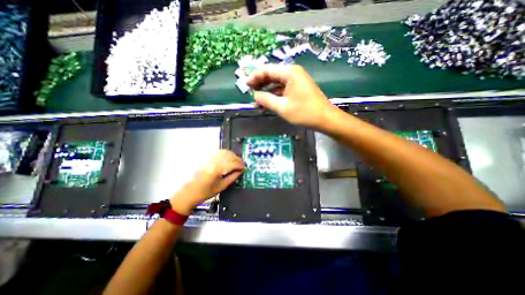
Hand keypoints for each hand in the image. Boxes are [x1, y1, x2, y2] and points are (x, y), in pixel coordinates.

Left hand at [171, 149, 243, 213]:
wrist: (189, 192)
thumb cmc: (205, 192)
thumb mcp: (222, 187)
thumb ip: (233, 177)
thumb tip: (240, 171)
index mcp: (217, 169)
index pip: (233, 163)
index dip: (240, 165)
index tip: (244, 168)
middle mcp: (213, 161)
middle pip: (230, 156)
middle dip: (238, 160)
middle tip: (242, 165)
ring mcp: (209, 158)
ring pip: (225, 152)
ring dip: (233, 156)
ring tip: (236, 162)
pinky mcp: (207, 158)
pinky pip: (219, 153)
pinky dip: (226, 154)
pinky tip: (228, 159)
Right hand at [249, 65, 337, 128]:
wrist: (325, 119)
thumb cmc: (304, 112)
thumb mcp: (282, 107)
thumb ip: (266, 100)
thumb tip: (255, 96)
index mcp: (289, 73)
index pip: (267, 70)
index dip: (255, 77)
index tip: (245, 85)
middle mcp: (293, 73)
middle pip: (272, 75)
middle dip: (260, 84)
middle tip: (249, 93)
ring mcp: (296, 81)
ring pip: (277, 84)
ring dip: (267, 92)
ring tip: (256, 101)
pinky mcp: (298, 89)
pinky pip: (283, 90)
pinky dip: (275, 96)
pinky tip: (267, 103)